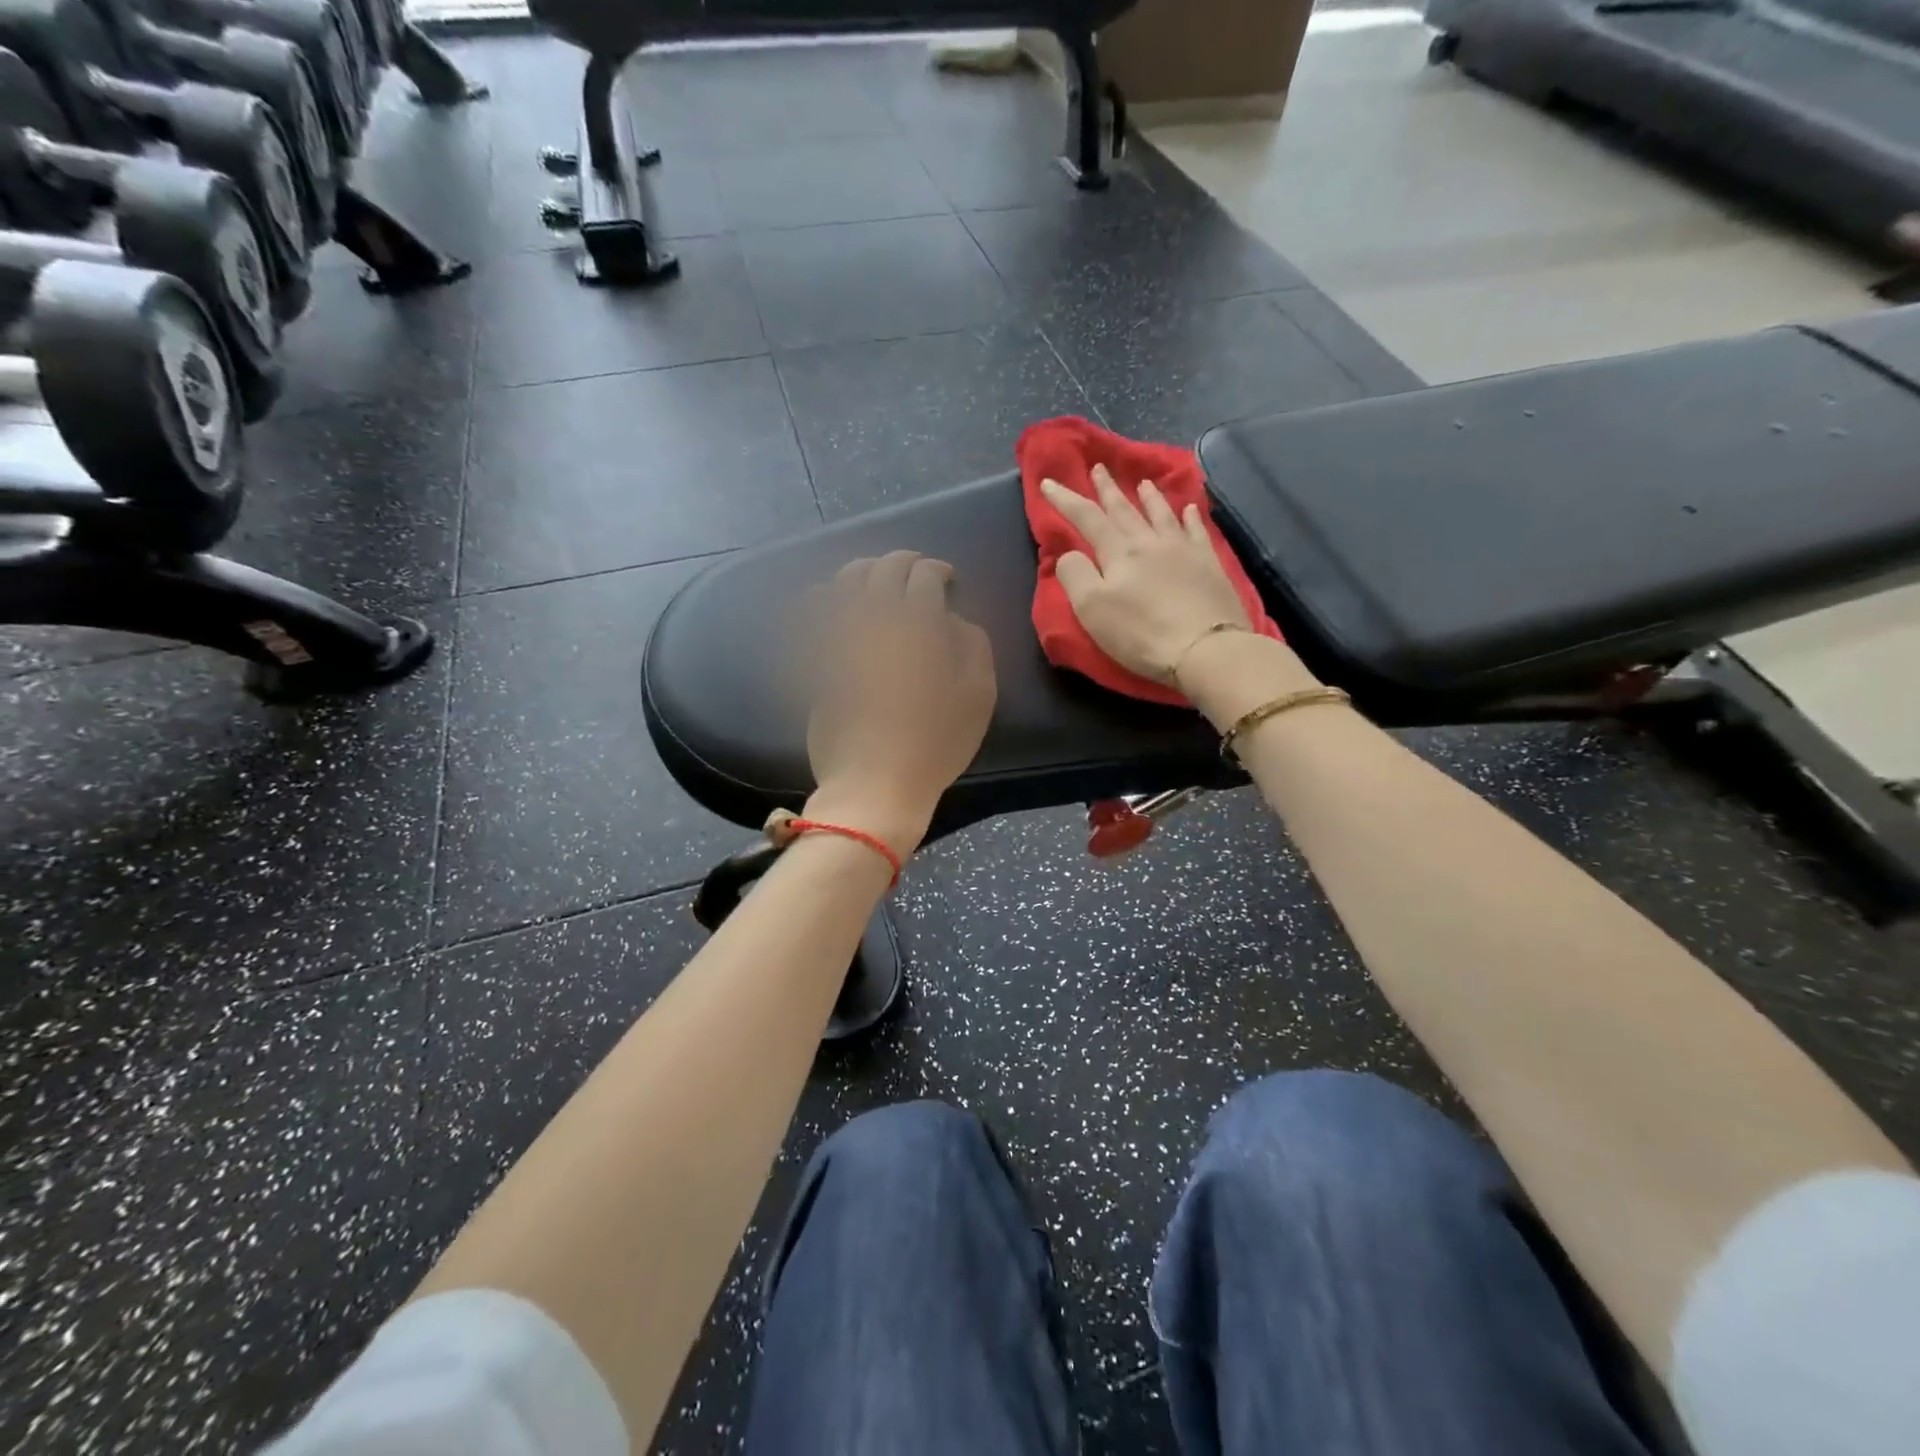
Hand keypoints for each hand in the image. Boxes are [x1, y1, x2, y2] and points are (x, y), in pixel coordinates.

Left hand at [804, 552, 996, 854]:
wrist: (874, 784)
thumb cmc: (935, 744)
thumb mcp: (978, 697)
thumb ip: (973, 645)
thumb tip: (952, 619)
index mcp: (918, 624)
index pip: (925, 575)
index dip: (939, 571)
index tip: (948, 581)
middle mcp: (875, 618)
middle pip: (885, 568)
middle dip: (905, 562)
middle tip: (917, 573)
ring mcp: (839, 636)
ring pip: (846, 580)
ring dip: (866, 571)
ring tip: (878, 581)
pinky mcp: (816, 656)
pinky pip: (813, 611)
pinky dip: (825, 595)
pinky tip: (832, 598)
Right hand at [1041, 465, 1250, 681]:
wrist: (1205, 648)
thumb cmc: (1140, 633)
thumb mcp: (1092, 609)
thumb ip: (1075, 575)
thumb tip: (1070, 554)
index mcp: (1118, 552)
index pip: (1086, 518)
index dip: (1065, 499)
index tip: (1049, 482)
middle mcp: (1149, 542)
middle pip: (1124, 509)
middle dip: (1107, 490)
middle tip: (1098, 468)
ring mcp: (1183, 550)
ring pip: (1161, 514)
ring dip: (1148, 497)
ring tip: (1142, 482)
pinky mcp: (1209, 565)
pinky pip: (1196, 531)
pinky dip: (1190, 516)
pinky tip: (1189, 508)